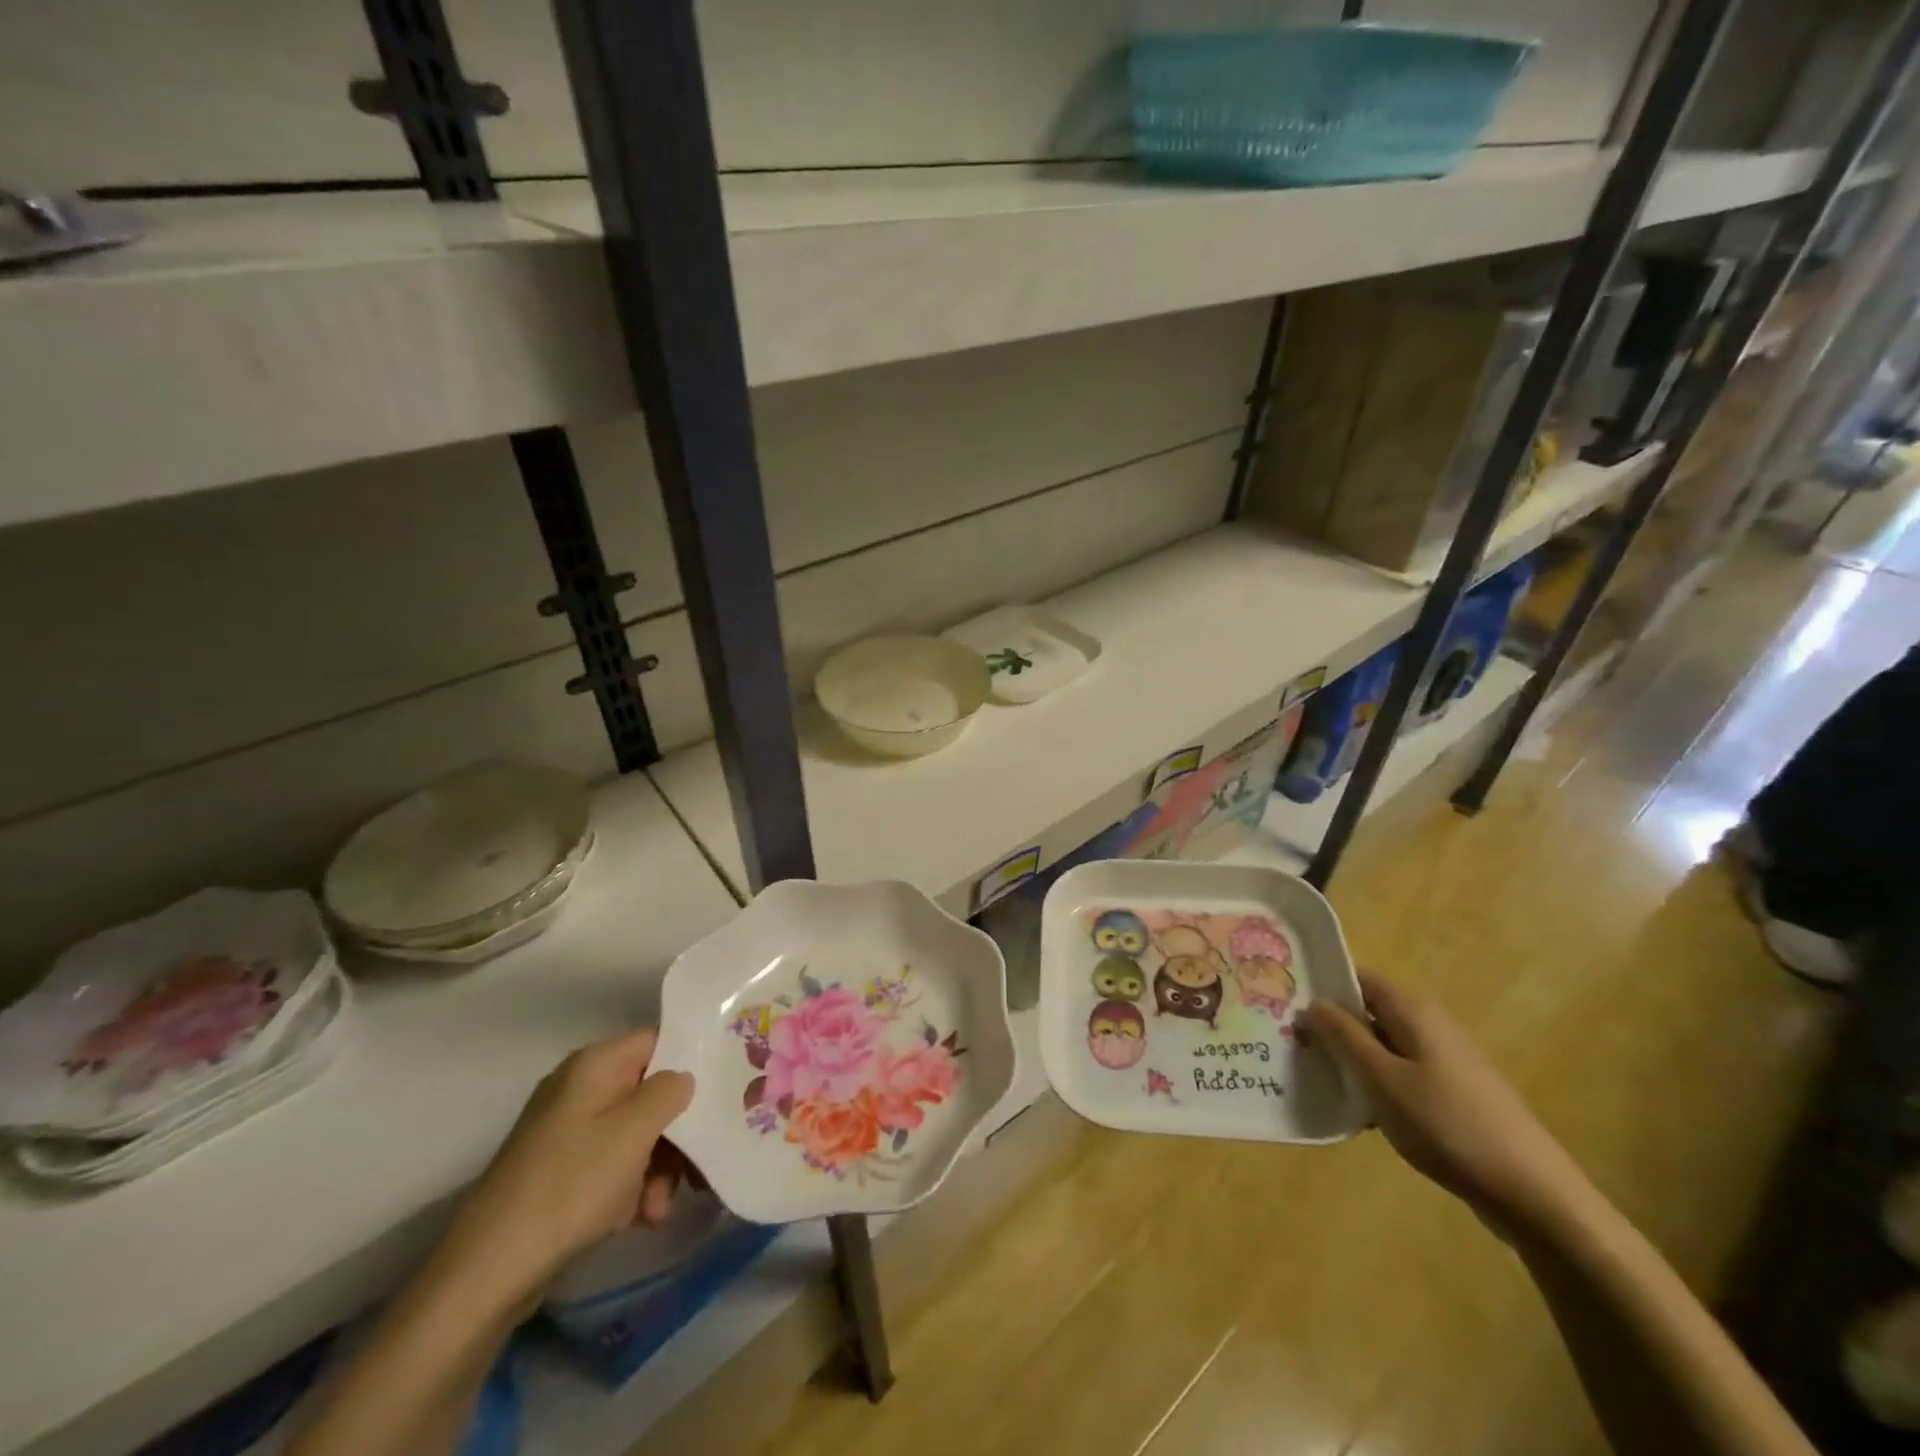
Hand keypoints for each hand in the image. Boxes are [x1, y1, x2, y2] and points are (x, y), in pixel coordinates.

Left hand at [431, 1027, 695, 1310]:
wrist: (489, 1272)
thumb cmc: (571, 1185)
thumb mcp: (634, 1131)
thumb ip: (669, 1091)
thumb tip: (682, 1077)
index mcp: (595, 1065)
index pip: (658, 1040)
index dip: (692, 1058)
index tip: (724, 1087)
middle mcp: (581, 1089)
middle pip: (650, 1092)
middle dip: (678, 1131)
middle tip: (700, 1165)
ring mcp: (568, 1132)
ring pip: (636, 1134)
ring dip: (659, 1168)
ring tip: (661, 1207)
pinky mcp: (561, 1172)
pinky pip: (613, 1165)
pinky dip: (632, 1188)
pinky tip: (641, 1218)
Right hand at [1308, 973, 1594, 1235]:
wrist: (1532, 1193)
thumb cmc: (1448, 1125)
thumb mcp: (1382, 1079)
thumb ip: (1344, 1036)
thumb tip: (1313, 1001)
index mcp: (1413, 1011)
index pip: (1358, 978)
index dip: (1323, 986)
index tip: (1286, 1002)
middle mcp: (1430, 1025)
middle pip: (1369, 1012)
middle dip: (1332, 1026)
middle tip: (1292, 1044)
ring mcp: (1445, 1061)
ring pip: (1383, 1046)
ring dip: (1352, 1059)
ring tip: (1316, 1078)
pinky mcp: (1453, 1094)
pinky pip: (1402, 1074)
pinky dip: (1377, 1084)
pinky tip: (1359, 1113)